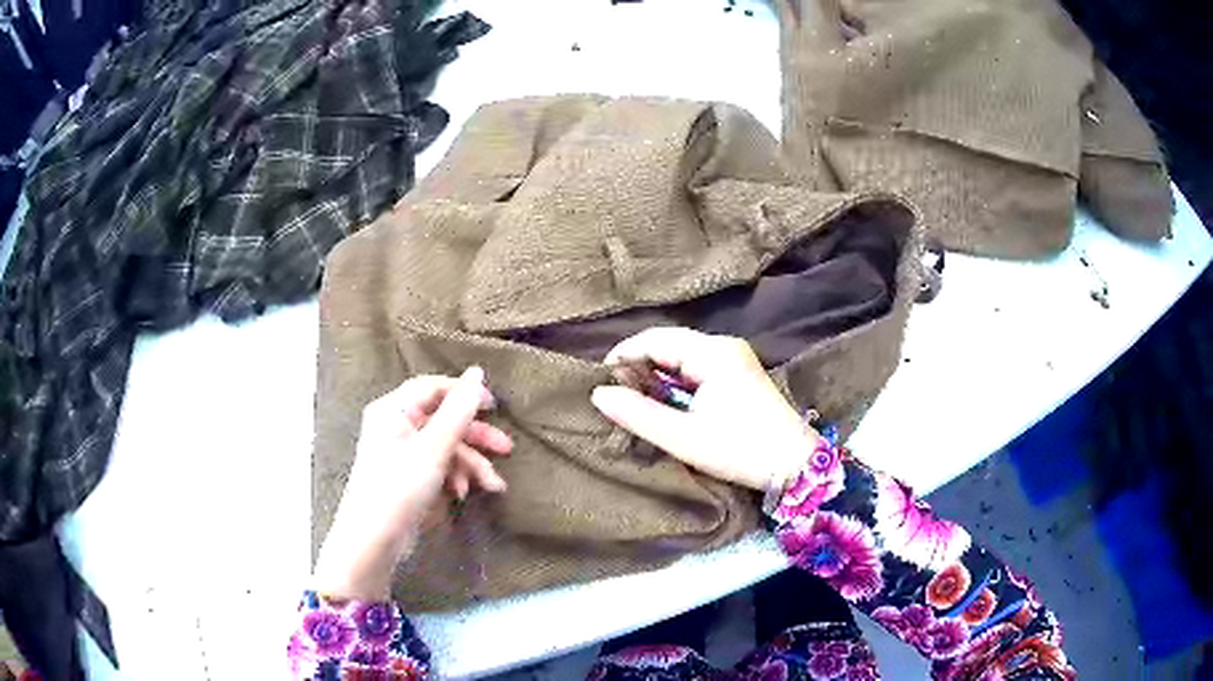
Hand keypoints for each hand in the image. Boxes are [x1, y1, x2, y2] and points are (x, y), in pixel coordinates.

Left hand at [313, 367, 512, 599]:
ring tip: (493, 485)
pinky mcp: (409, 476)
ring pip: (445, 447)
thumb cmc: (399, 487)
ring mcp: (402, 453)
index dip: (465, 393)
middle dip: (475, 437)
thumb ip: (458, 411)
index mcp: (394, 410)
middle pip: (443, 420)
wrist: (374, 540)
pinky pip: (438, 466)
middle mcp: (396, 426)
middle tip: (506, 449)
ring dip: (470, 464)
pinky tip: (463, 493)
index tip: (494, 407)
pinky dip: (455, 477)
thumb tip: (477, 372)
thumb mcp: (434, 448)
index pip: (433, 388)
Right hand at [591, 328, 816, 490]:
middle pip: (668, 344)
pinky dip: (675, 382)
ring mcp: (734, 359)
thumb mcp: (683, 437)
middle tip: (615, 395)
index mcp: (712, 353)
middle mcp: (723, 346)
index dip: (623, 356)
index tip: (600, 382)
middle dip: (638, 366)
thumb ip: (639, 414)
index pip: (655, 339)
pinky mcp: (738, 375)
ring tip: (634, 401)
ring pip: (681, 356)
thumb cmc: (739, 449)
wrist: (794, 466)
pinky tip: (664, 403)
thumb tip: (599, 394)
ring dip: (656, 375)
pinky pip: (696, 368)